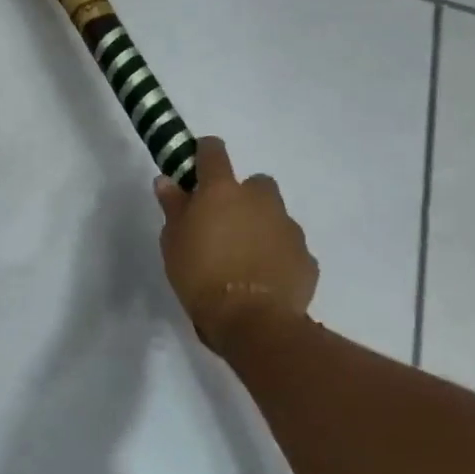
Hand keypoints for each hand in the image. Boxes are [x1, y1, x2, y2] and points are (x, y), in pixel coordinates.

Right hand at [155, 137, 318, 349]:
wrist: (253, 321)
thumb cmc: (201, 276)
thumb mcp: (172, 242)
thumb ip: (173, 207)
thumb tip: (167, 181)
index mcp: (222, 191)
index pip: (214, 152)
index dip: (204, 153)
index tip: (196, 166)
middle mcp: (260, 200)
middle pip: (254, 183)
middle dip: (242, 197)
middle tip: (223, 224)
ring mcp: (288, 227)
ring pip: (275, 215)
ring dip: (261, 226)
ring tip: (244, 257)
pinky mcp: (306, 256)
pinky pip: (289, 247)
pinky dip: (277, 255)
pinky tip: (264, 279)